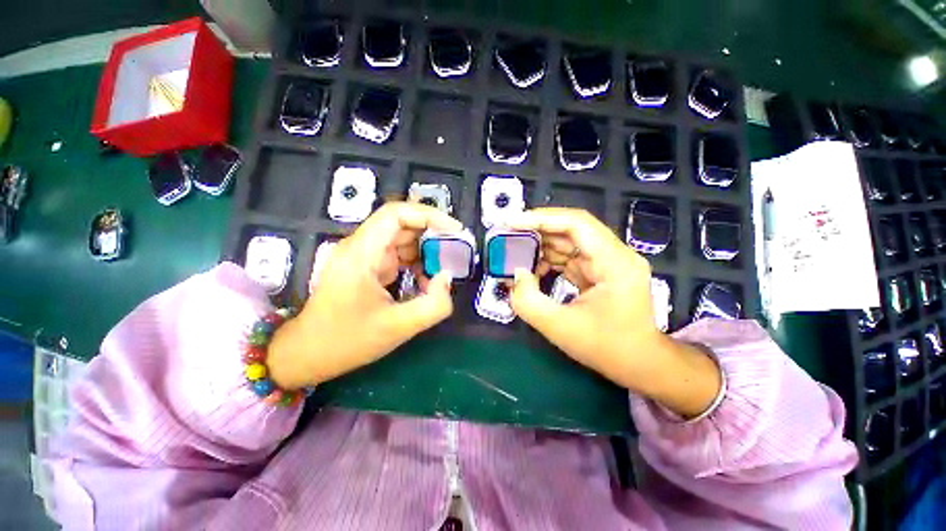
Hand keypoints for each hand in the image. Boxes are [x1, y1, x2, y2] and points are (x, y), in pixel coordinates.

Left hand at [268, 202, 461, 389]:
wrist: (308, 354)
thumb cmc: (347, 341)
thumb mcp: (398, 327)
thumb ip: (433, 304)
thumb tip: (447, 277)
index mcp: (362, 253)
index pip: (397, 214)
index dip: (429, 215)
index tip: (455, 230)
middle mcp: (361, 247)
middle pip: (402, 224)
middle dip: (432, 235)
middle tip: (456, 251)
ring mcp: (364, 256)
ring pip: (402, 239)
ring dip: (425, 251)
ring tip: (442, 271)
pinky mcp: (367, 267)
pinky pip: (398, 255)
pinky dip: (416, 264)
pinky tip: (424, 283)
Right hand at [508, 208, 721, 417]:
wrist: (641, 365)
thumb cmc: (607, 348)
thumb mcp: (559, 327)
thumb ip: (528, 300)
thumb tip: (515, 274)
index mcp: (614, 262)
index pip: (576, 223)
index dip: (541, 218)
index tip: (511, 222)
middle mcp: (614, 254)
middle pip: (571, 229)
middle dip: (537, 231)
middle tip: (508, 236)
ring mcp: (608, 262)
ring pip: (569, 242)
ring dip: (541, 247)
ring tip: (515, 254)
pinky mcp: (600, 272)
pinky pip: (570, 257)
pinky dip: (549, 260)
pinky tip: (533, 270)